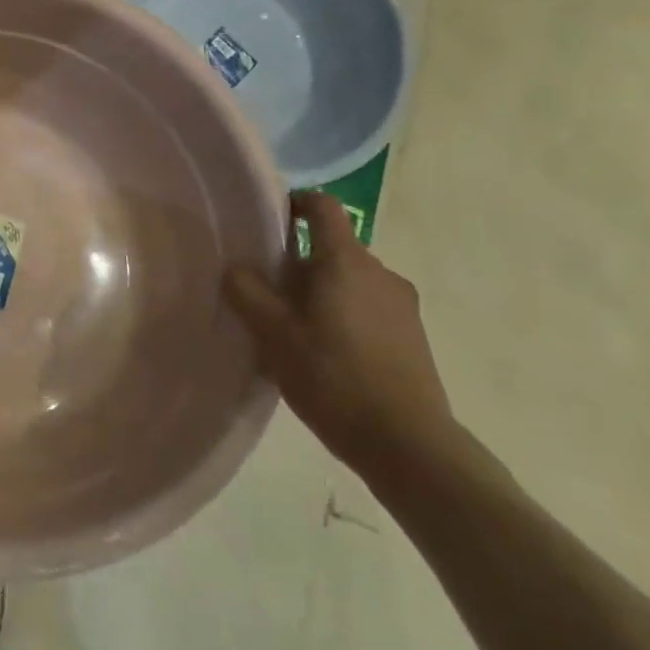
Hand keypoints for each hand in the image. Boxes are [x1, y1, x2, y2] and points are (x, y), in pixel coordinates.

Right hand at [223, 191, 453, 483]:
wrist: (409, 446)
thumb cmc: (333, 377)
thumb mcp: (273, 334)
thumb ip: (247, 291)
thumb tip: (236, 268)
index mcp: (346, 262)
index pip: (323, 206)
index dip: (295, 203)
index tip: (270, 220)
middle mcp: (381, 272)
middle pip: (333, 248)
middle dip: (298, 262)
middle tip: (268, 293)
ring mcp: (402, 305)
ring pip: (350, 280)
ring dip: (321, 292)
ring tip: (294, 328)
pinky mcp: (413, 336)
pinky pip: (368, 307)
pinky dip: (343, 315)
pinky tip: (325, 353)